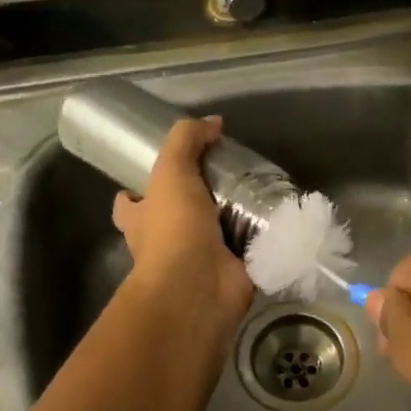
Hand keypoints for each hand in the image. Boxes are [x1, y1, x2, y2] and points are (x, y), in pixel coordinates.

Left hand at [112, 117, 255, 325]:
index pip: (129, 204)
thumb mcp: (172, 171)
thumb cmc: (173, 229)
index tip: (162, 171)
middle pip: (175, 218)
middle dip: (197, 202)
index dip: (137, 190)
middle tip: (227, 176)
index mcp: (141, 221)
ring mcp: (199, 261)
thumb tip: (213, 123)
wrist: (199, 286)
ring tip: (261, 191)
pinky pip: (248, 251)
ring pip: (215, 235)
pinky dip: (262, 239)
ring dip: (235, 219)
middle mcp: (165, 243)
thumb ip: (187, 141)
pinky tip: (282, 220)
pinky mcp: (232, 272)